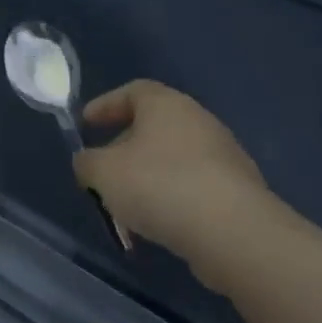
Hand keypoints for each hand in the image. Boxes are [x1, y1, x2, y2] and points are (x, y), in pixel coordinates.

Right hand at [73, 80, 275, 282]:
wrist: (232, 231)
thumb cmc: (159, 185)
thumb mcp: (102, 173)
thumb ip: (86, 163)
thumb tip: (89, 163)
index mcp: (166, 105)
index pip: (133, 91)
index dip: (105, 105)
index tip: (85, 125)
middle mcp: (199, 121)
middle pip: (153, 126)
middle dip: (123, 147)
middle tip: (102, 171)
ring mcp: (223, 155)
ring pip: (172, 159)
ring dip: (146, 177)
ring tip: (125, 206)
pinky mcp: (236, 190)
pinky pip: (191, 186)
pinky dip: (169, 198)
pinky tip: (155, 224)